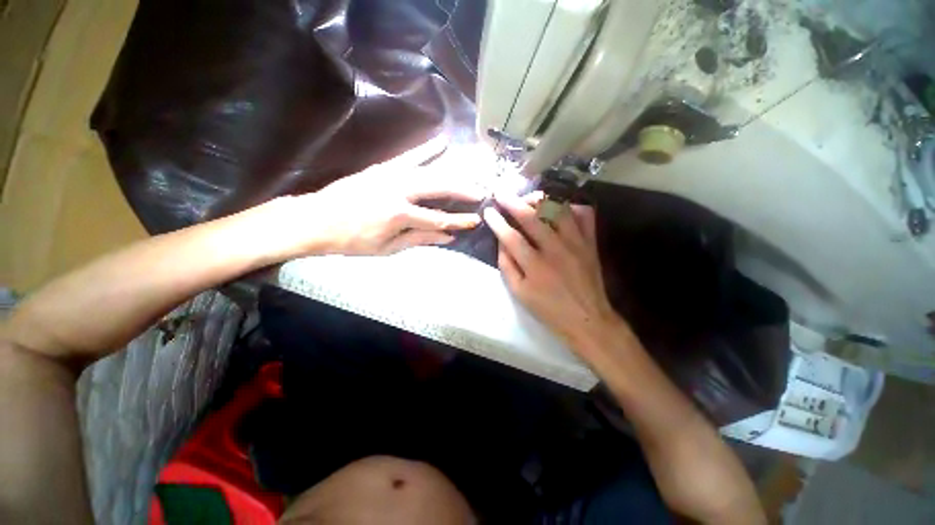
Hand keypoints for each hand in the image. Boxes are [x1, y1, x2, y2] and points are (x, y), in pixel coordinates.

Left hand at [275, 136, 485, 256]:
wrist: (317, 220)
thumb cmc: (353, 241)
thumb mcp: (388, 248)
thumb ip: (420, 239)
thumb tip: (448, 237)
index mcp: (399, 215)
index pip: (438, 218)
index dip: (459, 221)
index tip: (476, 220)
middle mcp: (398, 190)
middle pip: (439, 187)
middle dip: (463, 190)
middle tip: (482, 192)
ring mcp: (390, 175)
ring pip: (429, 170)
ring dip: (453, 171)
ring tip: (472, 173)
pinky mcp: (383, 167)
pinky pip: (409, 156)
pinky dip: (427, 150)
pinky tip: (442, 142)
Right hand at [483, 193, 623, 350]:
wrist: (587, 319)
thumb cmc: (549, 310)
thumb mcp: (520, 293)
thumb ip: (507, 266)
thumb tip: (501, 242)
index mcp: (535, 266)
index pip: (511, 236)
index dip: (497, 222)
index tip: (488, 211)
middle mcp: (555, 250)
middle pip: (532, 217)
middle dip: (513, 202)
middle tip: (502, 193)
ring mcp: (576, 243)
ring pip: (558, 210)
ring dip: (540, 200)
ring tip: (528, 198)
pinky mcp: (590, 243)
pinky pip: (584, 215)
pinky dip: (571, 206)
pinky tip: (560, 207)